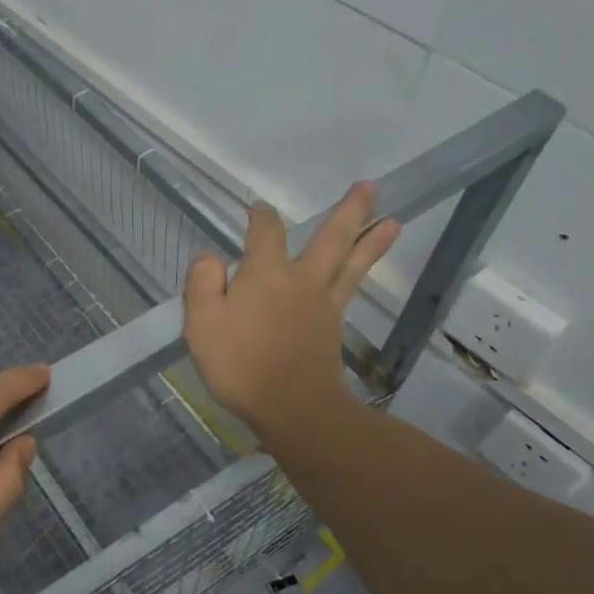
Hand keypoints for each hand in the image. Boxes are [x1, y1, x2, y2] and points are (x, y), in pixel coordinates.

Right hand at [183, 183, 398, 449]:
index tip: (258, 207)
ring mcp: (323, 304)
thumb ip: (202, 282)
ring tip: (393, 221)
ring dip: (371, 240)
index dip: (261, 216)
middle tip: (368, 187)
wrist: (292, 407)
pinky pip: (349, 289)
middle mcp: (300, 280)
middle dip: (347, 212)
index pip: (265, 233)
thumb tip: (211, 258)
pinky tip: (362, 269)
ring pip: (350, 263)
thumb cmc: (240, 364)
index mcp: (265, 274)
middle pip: (330, 239)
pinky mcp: (333, 328)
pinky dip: (361, 272)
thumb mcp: (201, 322)